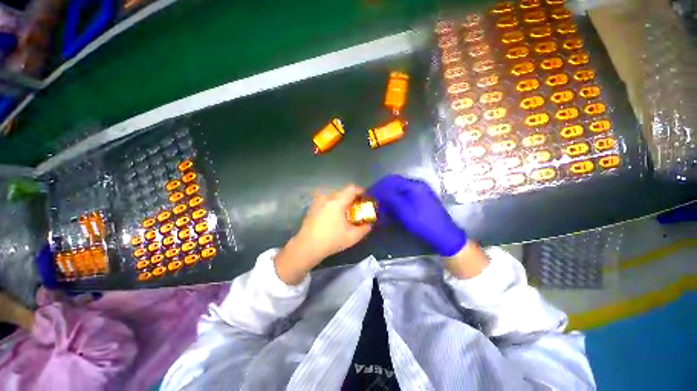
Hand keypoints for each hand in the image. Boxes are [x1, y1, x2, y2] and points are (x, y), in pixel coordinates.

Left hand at [275, 185, 371, 284]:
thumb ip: (364, 229)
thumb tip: (369, 224)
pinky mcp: (312, 208)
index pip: (351, 189)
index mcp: (337, 202)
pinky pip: (325, 201)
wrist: (307, 247)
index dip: (360, 190)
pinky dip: (332, 205)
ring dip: (341, 201)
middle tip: (355, 208)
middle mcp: (326, 198)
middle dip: (351, 198)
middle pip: (342, 192)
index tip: (365, 197)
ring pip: (333, 197)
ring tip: (344, 212)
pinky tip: (333, 216)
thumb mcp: (352, 237)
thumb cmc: (331, 240)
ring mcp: (317, 202)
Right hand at [369, 174, 466, 256]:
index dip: (380, 185)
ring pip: (400, 191)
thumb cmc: (424, 224)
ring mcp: (421, 194)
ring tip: (380, 204)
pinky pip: (405, 197)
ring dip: (389, 196)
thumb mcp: (406, 212)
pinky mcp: (421, 201)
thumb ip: (392, 199)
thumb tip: (379, 191)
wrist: (445, 236)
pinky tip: (391, 208)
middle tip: (374, 199)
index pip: (393, 180)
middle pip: (396, 184)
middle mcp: (418, 186)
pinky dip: (396, 201)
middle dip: (384, 190)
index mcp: (415, 186)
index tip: (371, 193)